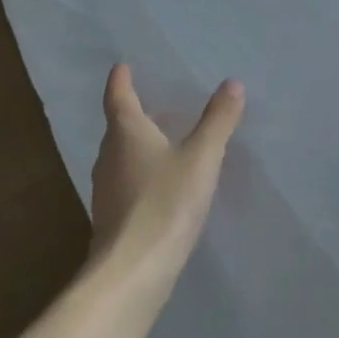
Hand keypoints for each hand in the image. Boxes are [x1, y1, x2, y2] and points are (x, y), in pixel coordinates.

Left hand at [89, 64, 244, 282]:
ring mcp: (106, 190)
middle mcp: (109, 156)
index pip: (119, 97)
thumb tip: (232, 83)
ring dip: (135, 145)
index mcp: (126, 133)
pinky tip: (157, 185)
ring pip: (119, 156)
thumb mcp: (201, 157)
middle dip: (131, 113)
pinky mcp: (112, 218)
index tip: (121, 66)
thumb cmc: (166, 203)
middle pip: (117, 127)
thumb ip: (218, 121)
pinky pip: (125, 183)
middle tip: (149, 102)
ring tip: (157, 140)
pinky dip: (138, 173)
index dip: (121, 81)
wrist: (132, 271)